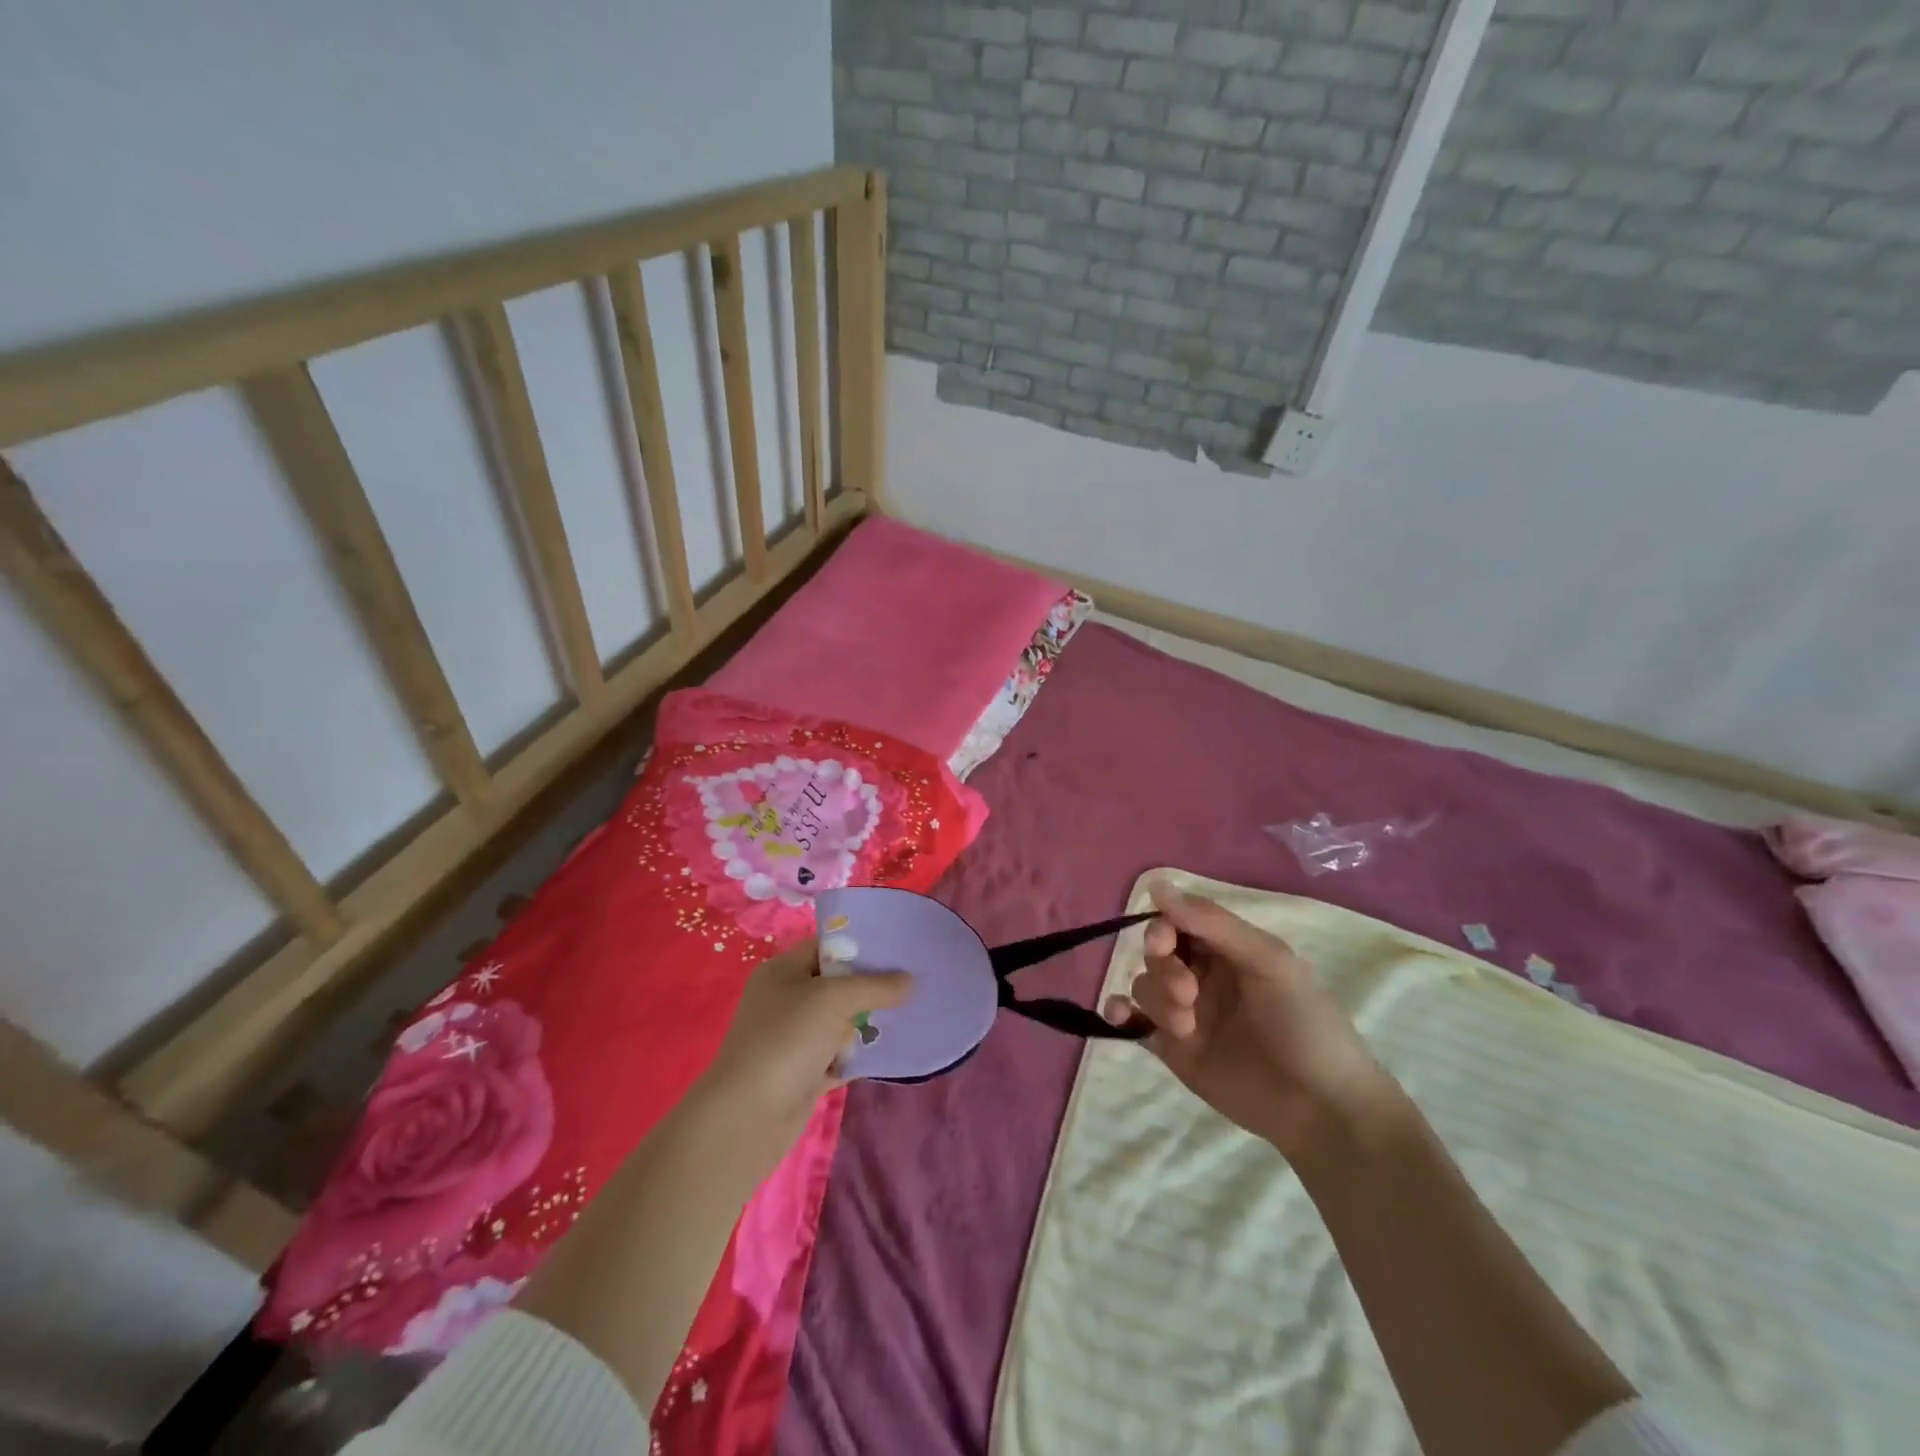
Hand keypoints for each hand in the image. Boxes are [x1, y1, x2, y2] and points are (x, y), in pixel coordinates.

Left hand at [695, 938, 911, 1172]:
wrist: (749, 1117)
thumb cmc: (786, 1040)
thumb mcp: (833, 999)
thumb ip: (875, 986)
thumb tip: (911, 980)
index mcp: (783, 971)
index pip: (827, 946)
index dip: (861, 944)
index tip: (898, 947)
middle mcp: (786, 999)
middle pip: (837, 984)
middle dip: (870, 986)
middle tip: (911, 982)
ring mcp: (793, 1038)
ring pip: (840, 1021)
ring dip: (866, 1023)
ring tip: (907, 1014)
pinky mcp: (803, 1072)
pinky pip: (838, 1054)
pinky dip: (857, 1054)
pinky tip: (888, 1051)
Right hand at [1103, 882, 1393, 1159]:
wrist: (1321, 1108)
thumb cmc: (1303, 1024)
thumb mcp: (1268, 960)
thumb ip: (1212, 922)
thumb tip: (1157, 885)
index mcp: (1228, 949)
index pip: (1179, 921)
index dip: (1164, 927)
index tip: (1164, 942)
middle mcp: (1202, 975)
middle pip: (1156, 952)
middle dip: (1163, 967)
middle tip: (1188, 992)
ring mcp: (1185, 1013)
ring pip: (1144, 985)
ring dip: (1156, 998)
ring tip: (1186, 1027)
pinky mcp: (1172, 1050)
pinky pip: (1133, 1020)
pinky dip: (1118, 1011)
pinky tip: (1120, 1015)